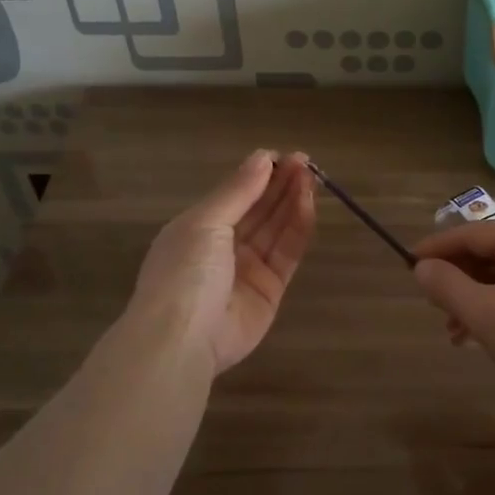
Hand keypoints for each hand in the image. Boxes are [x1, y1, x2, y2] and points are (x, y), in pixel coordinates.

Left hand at [130, 149, 314, 373]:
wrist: (182, 338)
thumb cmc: (184, 271)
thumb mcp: (205, 222)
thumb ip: (237, 191)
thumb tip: (262, 158)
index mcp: (198, 228)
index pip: (235, 195)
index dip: (259, 175)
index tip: (284, 156)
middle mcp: (223, 247)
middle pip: (258, 210)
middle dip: (280, 185)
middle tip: (305, 162)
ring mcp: (247, 270)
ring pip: (275, 229)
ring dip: (292, 202)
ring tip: (311, 177)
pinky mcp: (270, 292)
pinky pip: (287, 255)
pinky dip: (298, 229)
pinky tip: (308, 205)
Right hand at [410, 223, 494, 408]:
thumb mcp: (485, 314)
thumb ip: (447, 286)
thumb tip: (422, 268)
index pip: (477, 233)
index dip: (439, 247)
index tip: (409, 263)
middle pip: (493, 254)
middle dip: (458, 277)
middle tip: (431, 300)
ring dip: (475, 299)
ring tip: (451, 330)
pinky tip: (479, 339)